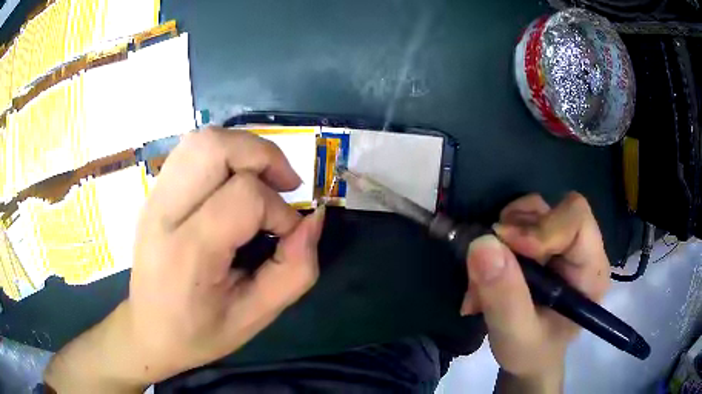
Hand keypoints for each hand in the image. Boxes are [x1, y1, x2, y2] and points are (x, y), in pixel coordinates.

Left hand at [45, 127, 324, 391]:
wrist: (148, 330)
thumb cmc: (199, 332)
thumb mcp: (255, 317)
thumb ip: (294, 271)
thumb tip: (313, 220)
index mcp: (187, 253)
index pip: (244, 197)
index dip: (281, 212)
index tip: (288, 237)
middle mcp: (164, 213)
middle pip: (215, 147)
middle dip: (263, 155)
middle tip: (284, 185)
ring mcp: (154, 197)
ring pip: (202, 140)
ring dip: (243, 149)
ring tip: (261, 180)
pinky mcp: (154, 193)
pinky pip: (191, 151)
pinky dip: (224, 154)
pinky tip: (234, 183)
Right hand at [460, 193, 609, 389]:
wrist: (529, 357)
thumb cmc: (531, 353)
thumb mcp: (516, 336)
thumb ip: (504, 297)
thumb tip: (481, 244)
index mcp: (591, 269)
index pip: (576, 219)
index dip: (541, 226)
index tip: (504, 245)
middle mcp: (581, 248)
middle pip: (552, 209)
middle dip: (514, 232)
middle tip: (486, 266)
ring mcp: (561, 243)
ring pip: (531, 212)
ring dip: (500, 238)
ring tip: (483, 278)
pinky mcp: (542, 244)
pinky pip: (516, 223)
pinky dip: (495, 243)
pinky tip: (486, 274)